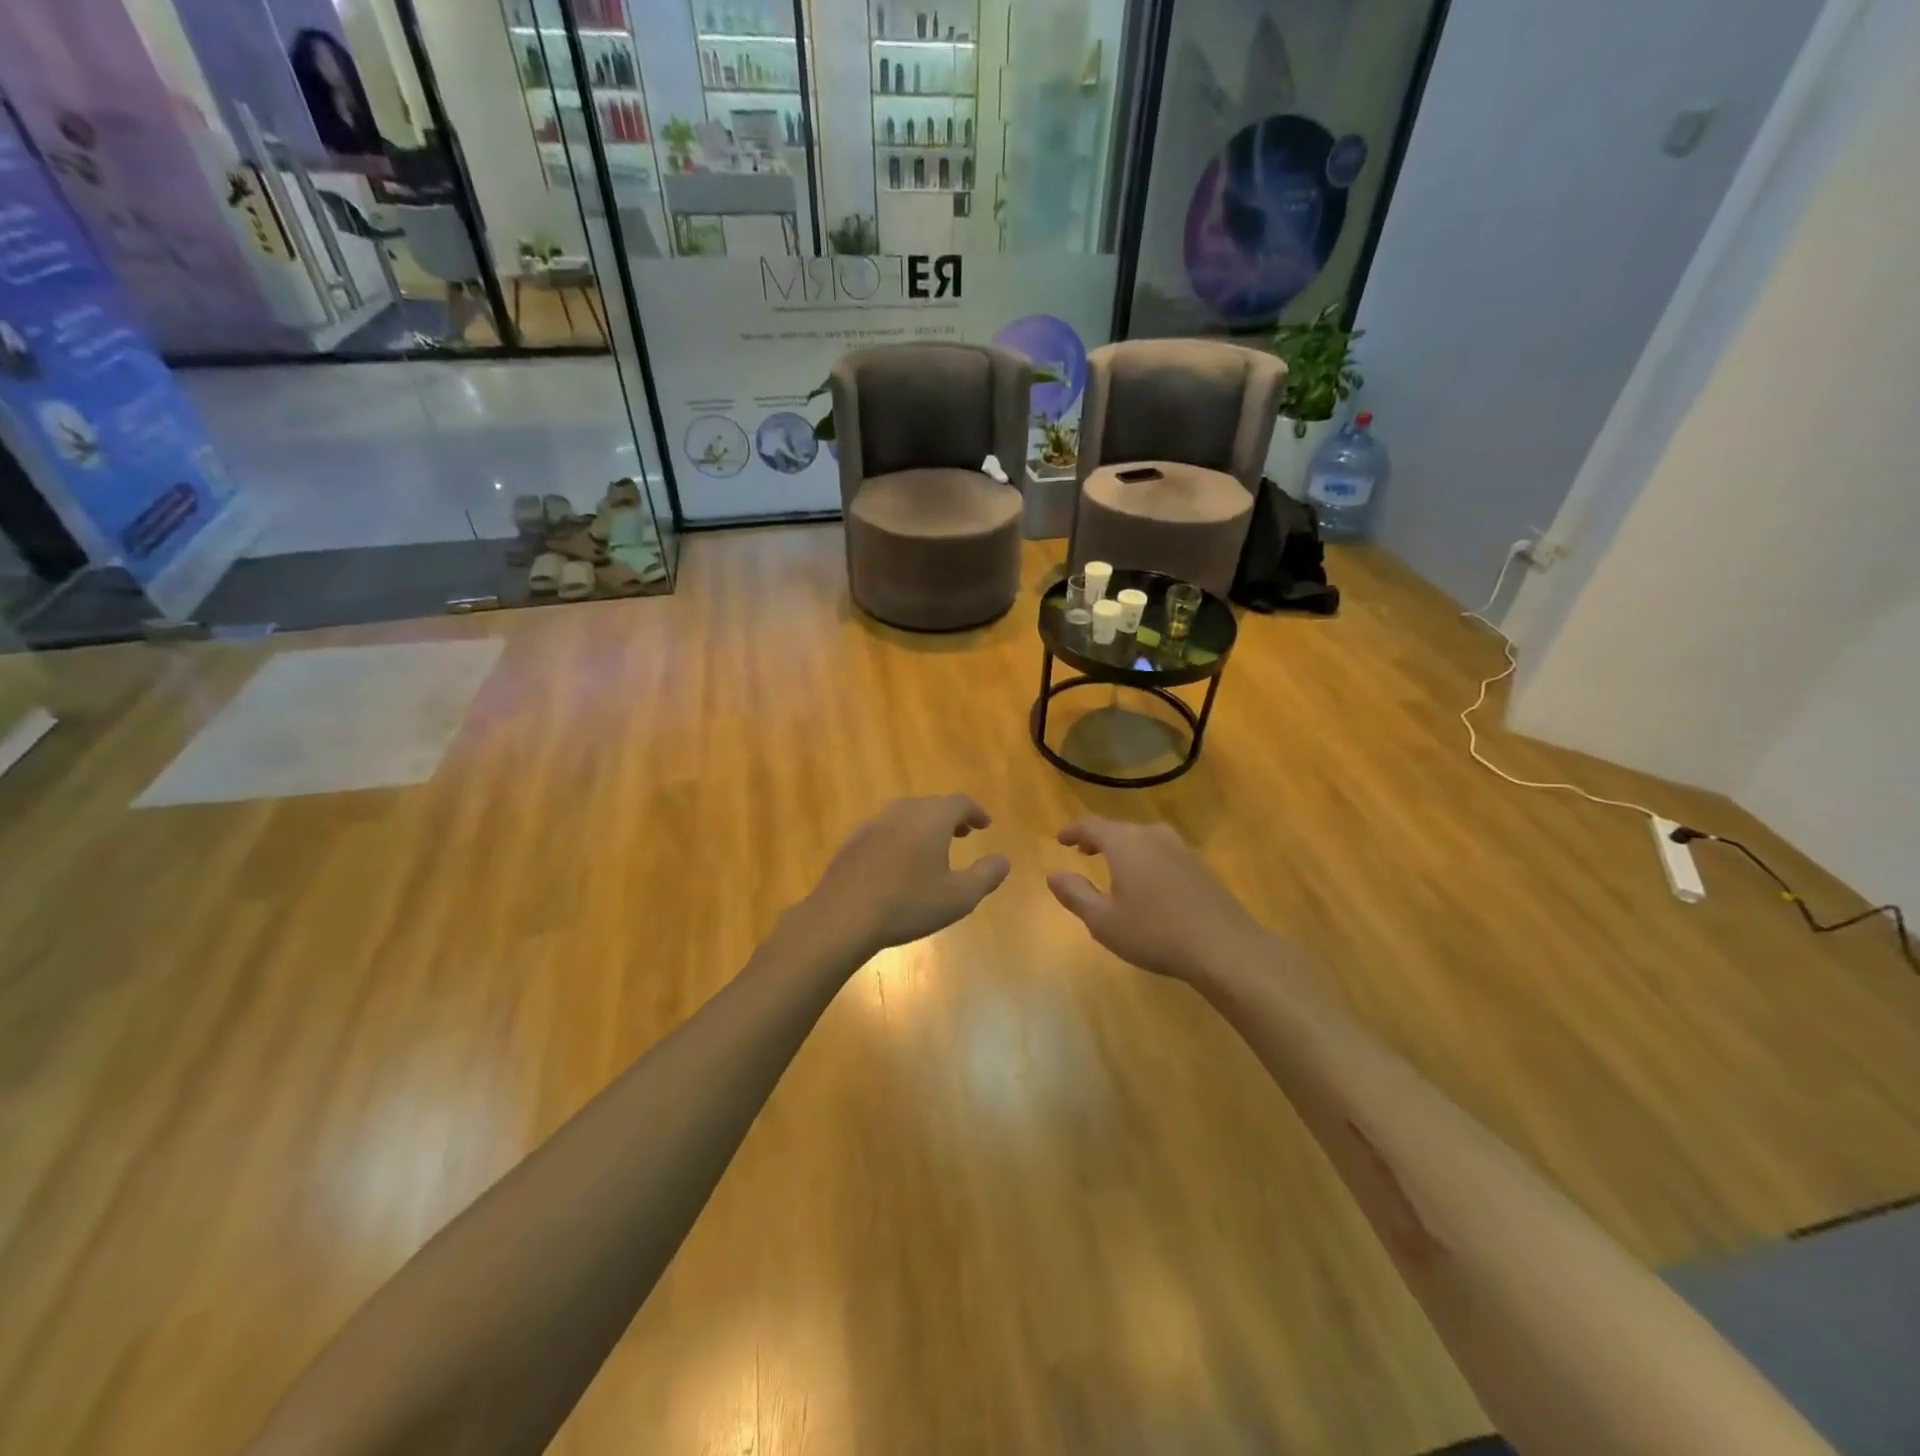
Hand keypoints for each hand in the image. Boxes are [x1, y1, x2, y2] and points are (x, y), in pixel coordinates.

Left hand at [800, 796, 1010, 961]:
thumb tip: (1003, 860)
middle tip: (962, 834)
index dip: (976, 812)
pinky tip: (898, 863)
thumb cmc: (908, 904)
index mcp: (932, 818)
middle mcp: (903, 811)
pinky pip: (885, 830)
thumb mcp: (959, 897)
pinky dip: (900, 838)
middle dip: (950, 817)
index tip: (985, 824)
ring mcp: (874, 823)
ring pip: (906, 816)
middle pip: (932, 805)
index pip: (960, 803)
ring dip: (924, 826)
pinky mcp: (854, 841)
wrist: (843, 915)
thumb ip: (986, 875)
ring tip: (932, 848)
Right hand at [1047, 818, 1271, 982]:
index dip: (1073, 831)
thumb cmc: (1155, 933)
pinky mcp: (1199, 865)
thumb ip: (1075, 895)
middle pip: (1119, 829)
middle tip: (1082, 851)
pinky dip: (1145, 857)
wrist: (1224, 947)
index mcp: (1125, 843)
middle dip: (1098, 838)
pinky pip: (1162, 851)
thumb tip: (1054, 876)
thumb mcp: (1104, 921)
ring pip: (1143, 838)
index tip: (1060, 839)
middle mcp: (1152, 836)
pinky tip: (1146, 881)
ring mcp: (1180, 849)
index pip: (1092, 826)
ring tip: (1112, 864)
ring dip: (1123, 847)